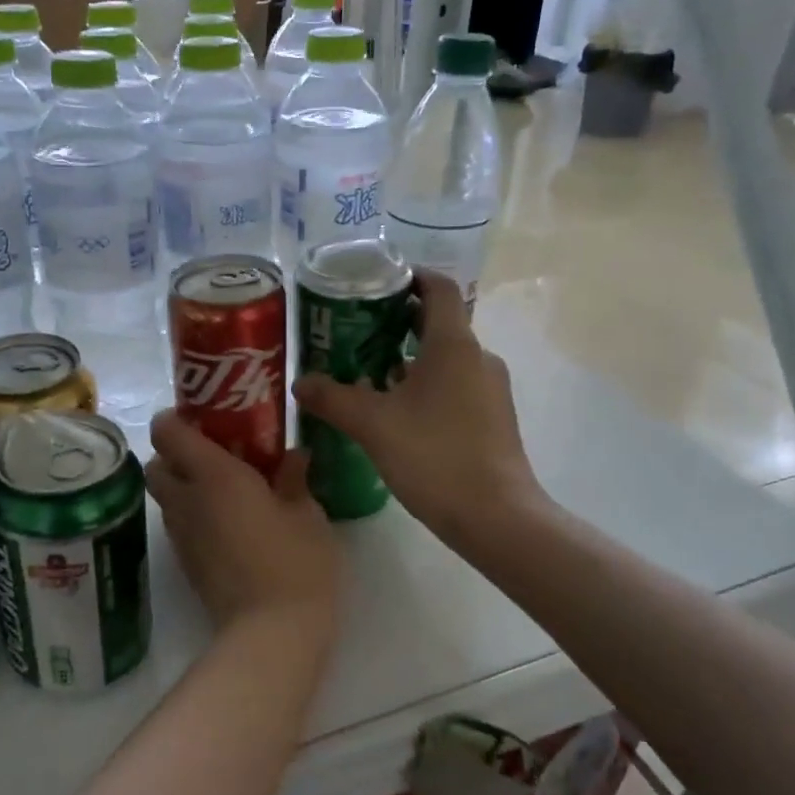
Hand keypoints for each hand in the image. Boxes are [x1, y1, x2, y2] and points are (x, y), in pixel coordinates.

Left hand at [146, 410, 342, 640]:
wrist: (272, 635)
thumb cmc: (296, 563)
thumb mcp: (307, 514)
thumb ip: (294, 479)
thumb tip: (293, 456)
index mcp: (214, 477)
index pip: (167, 432)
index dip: (176, 418)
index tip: (204, 417)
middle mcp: (187, 501)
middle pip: (156, 464)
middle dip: (175, 454)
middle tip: (215, 454)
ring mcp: (182, 536)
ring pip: (165, 497)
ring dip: (184, 485)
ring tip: (226, 488)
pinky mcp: (187, 564)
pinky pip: (179, 525)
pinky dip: (193, 514)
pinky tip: (230, 523)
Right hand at [294, 270, 544, 553]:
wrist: (495, 517)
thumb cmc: (434, 457)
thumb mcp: (373, 425)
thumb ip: (333, 398)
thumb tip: (300, 382)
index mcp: (454, 345)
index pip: (438, 288)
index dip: (409, 277)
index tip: (375, 283)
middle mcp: (478, 357)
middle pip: (438, 322)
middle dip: (397, 322)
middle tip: (355, 331)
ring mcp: (490, 389)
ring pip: (445, 358)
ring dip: (409, 358)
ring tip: (367, 373)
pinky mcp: (492, 418)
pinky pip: (455, 385)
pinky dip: (425, 385)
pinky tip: (396, 411)